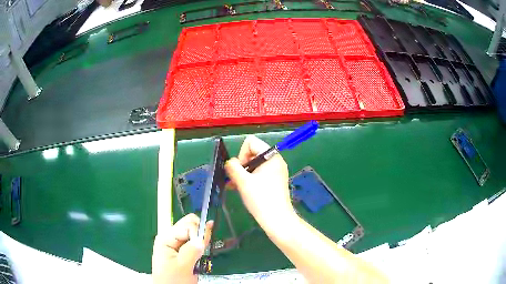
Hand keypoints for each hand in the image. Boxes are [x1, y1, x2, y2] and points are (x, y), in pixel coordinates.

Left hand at [152, 214, 212, 283]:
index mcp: (166, 238)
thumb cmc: (172, 280)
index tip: (202, 247)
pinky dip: (200, 246)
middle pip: (190, 225)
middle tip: (204, 248)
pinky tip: (201, 251)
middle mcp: (170, 237)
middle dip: (200, 234)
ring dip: (201, 241)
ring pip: (193, 233)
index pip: (187, 225)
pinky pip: (194, 241)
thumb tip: (202, 238)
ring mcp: (175, 244)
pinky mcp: (181, 250)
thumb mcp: (183, 266)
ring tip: (201, 253)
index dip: (198, 234)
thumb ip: (192, 251)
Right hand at [225, 135, 293, 230]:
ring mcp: (276, 172)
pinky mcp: (275, 181)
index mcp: (271, 156)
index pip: (251, 142)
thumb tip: (230, 162)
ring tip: (234, 186)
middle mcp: (275, 161)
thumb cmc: (261, 199)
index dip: (241, 154)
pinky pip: (259, 174)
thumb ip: (233, 167)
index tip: (240, 170)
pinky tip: (240, 189)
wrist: (277, 220)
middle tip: (236, 180)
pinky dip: (249, 179)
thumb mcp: (243, 181)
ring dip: (243, 174)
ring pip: (254, 165)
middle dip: (241, 165)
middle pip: (252, 153)